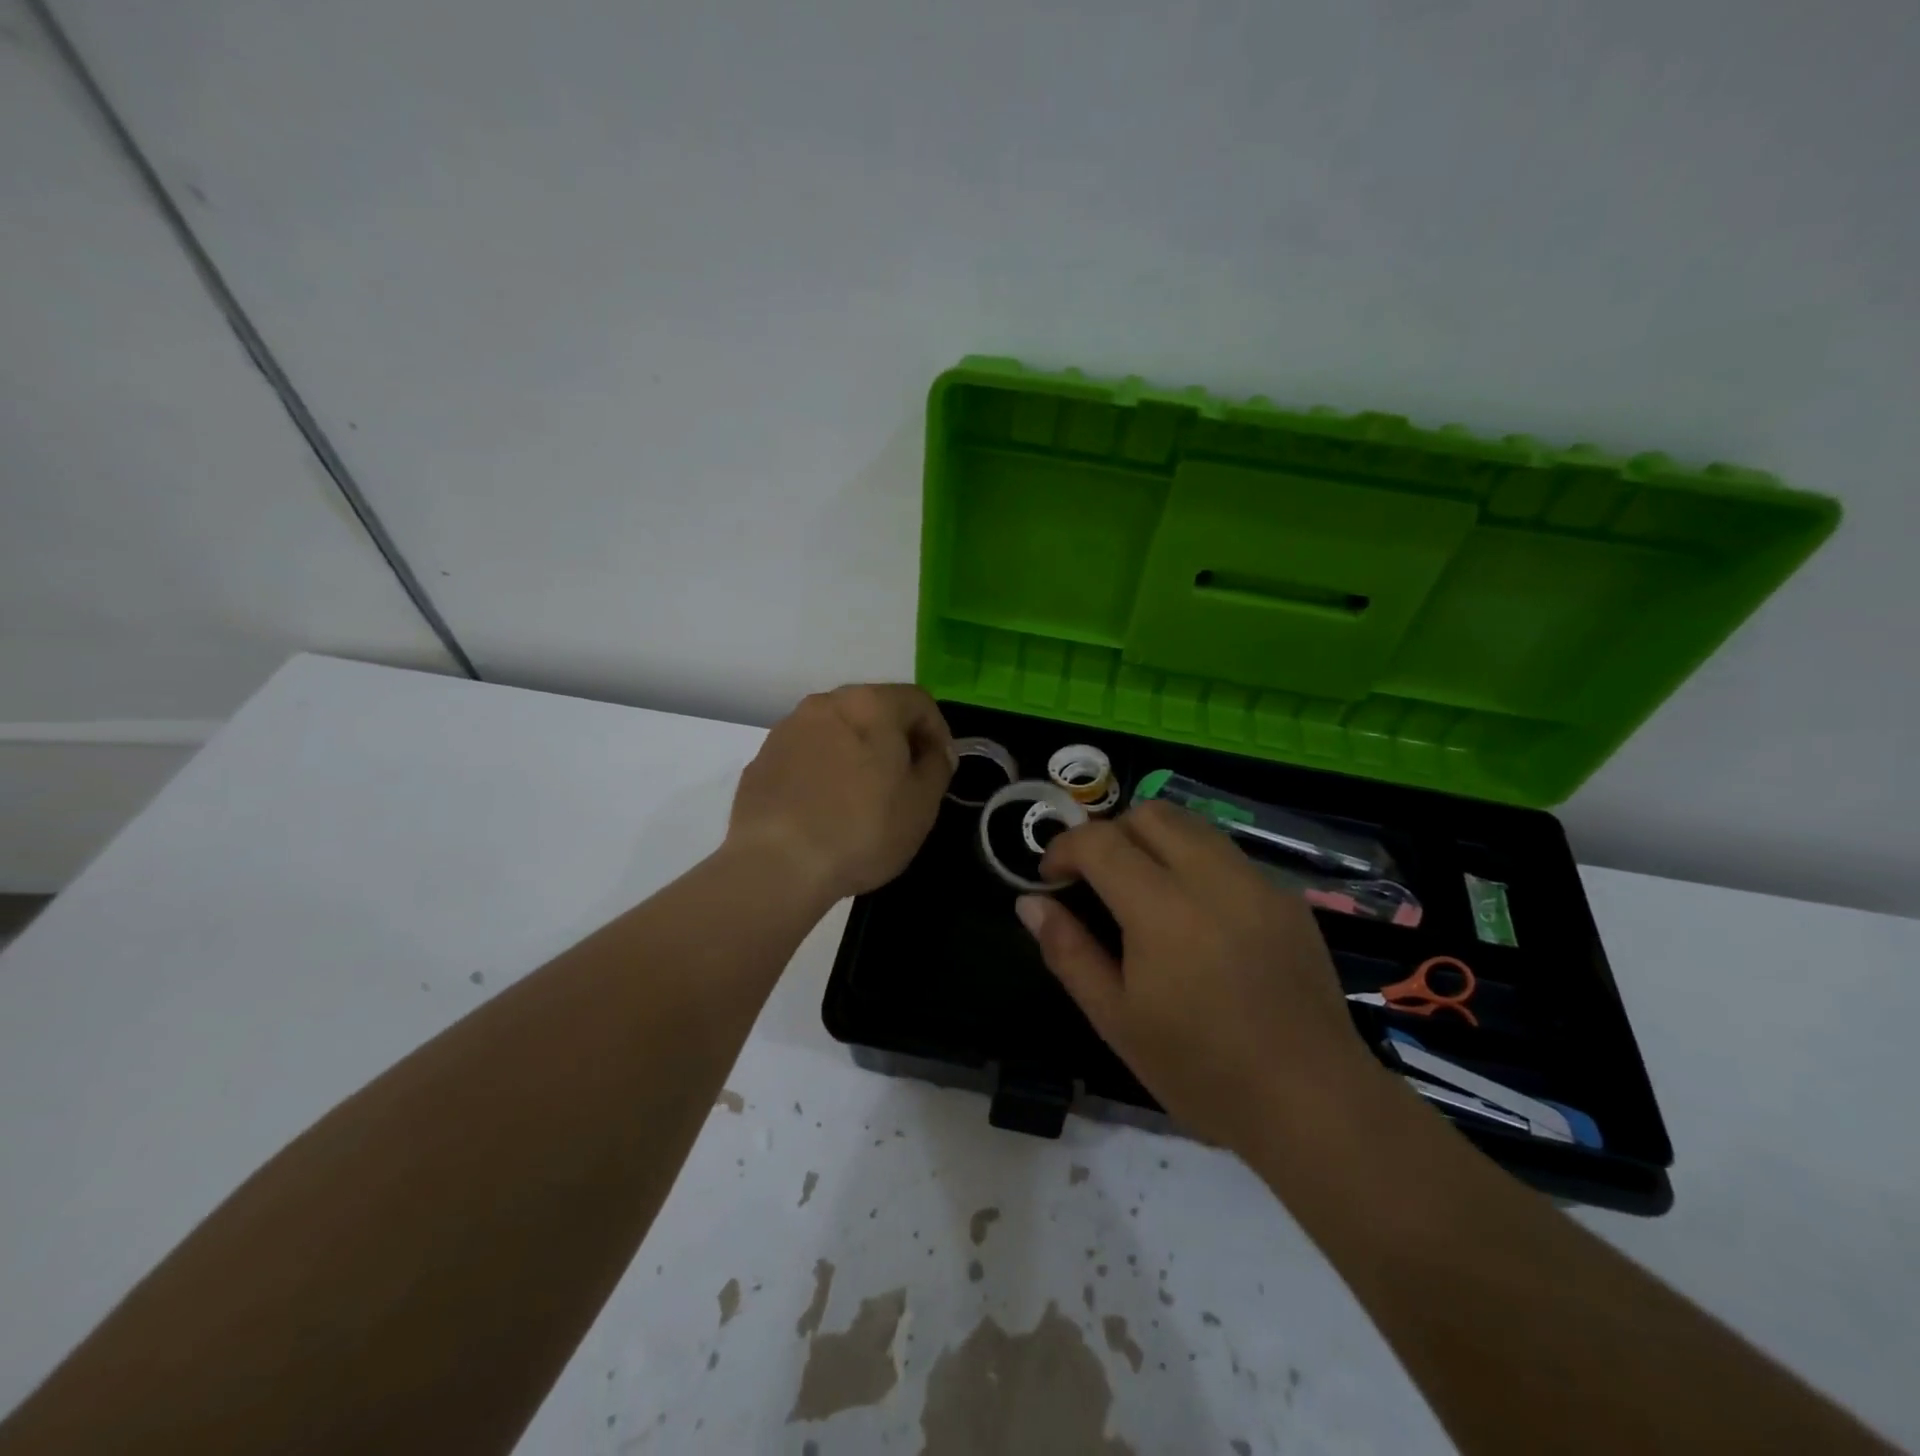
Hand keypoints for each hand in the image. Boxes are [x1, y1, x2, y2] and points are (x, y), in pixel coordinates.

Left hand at [728, 684, 953, 902]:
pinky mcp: (762, 759)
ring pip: (837, 730)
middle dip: (895, 739)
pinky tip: (825, 808)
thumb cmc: (863, 829)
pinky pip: (806, 754)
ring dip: (856, 752)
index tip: (940, 768)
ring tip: (863, 796)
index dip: (938, 732)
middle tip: (905, 780)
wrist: (776, 864)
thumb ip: (937, 767)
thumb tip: (934, 752)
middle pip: (874, 710)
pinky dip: (823, 769)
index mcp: (870, 704)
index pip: (918, 701)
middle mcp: (826, 703)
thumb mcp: (922, 803)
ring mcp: (788, 729)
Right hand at [1016, 800, 1374, 1152]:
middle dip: (1109, 833)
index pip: (1100, 841)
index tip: (1051, 879)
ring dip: (1153, 840)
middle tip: (1095, 879)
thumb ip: (1068, 951)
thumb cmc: (1201, 1071)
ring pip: (1192, 825)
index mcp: (1162, 909)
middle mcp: (1212, 877)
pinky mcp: (1287, 898)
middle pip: (1148, 814)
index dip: (1064, 848)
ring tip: (1141, 890)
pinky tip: (1195, 916)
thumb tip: (1030, 902)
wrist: (1312, 1103)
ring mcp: (1257, 882)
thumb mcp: (1117, 1019)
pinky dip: (1194, 862)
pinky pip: (1227, 855)